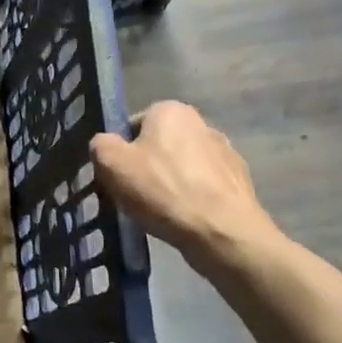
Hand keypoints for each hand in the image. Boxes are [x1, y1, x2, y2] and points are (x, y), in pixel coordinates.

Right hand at [91, 101, 279, 275]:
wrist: (222, 232)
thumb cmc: (162, 190)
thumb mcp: (111, 163)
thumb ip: (100, 144)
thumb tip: (106, 145)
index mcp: (171, 110)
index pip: (133, 126)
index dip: (121, 152)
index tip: (118, 177)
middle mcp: (202, 123)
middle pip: (160, 145)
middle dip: (147, 166)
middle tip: (135, 195)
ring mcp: (226, 153)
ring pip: (183, 167)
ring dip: (171, 183)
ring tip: (161, 212)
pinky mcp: (240, 182)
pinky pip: (204, 187)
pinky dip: (193, 199)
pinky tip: (185, 219)